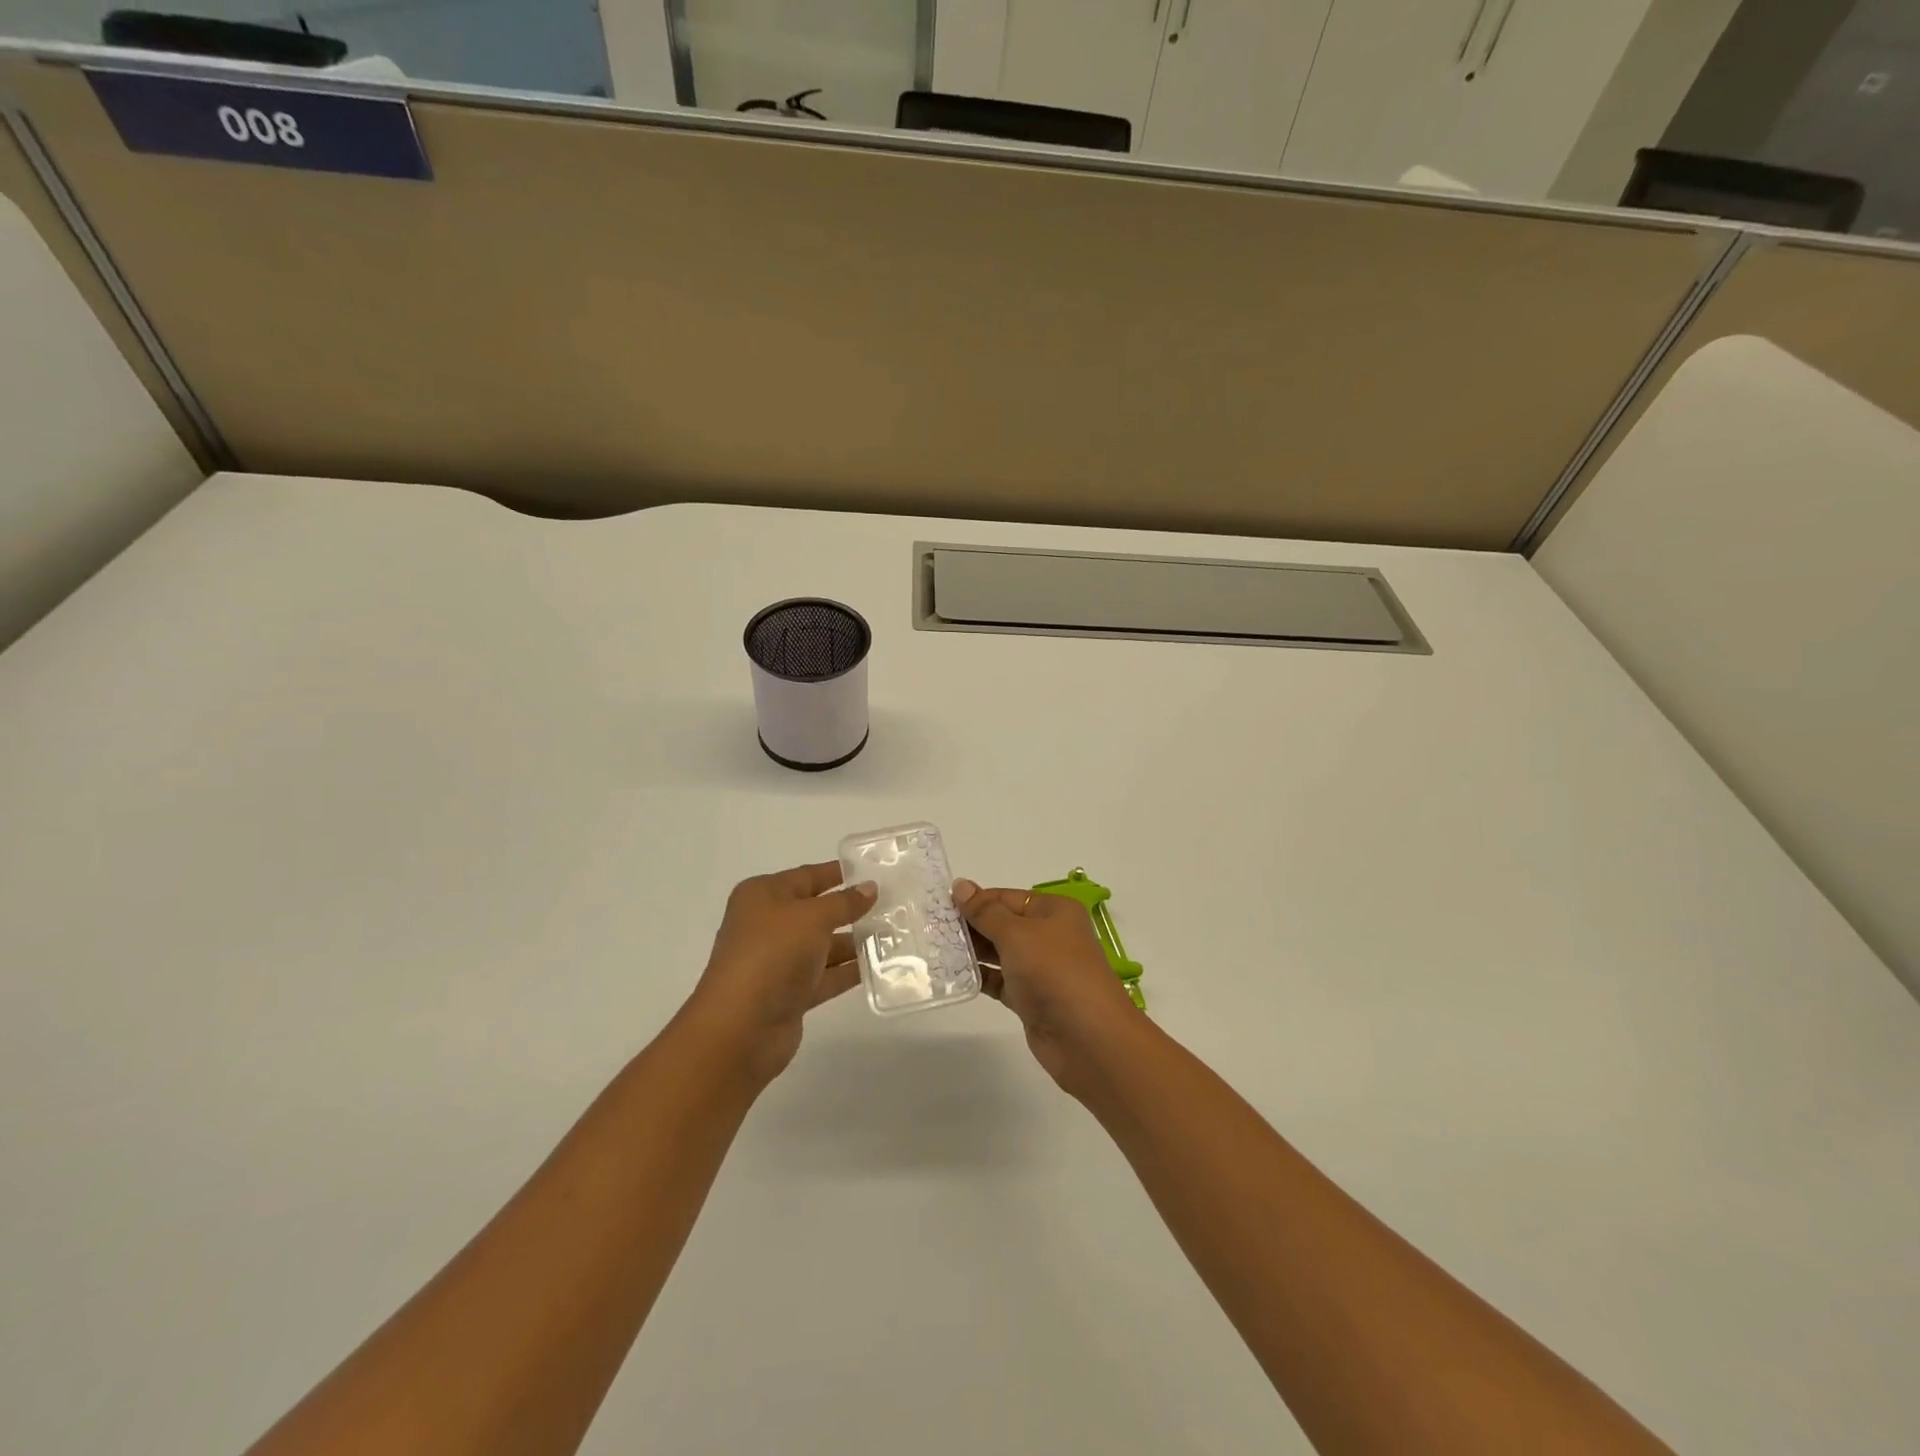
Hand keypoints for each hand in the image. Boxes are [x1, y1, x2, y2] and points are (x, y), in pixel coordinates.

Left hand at [687, 862, 876, 1083]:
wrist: (741, 1027)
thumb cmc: (772, 954)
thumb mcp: (813, 917)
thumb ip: (844, 902)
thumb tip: (869, 888)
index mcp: (763, 896)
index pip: (807, 876)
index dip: (838, 873)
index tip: (874, 871)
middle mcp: (767, 925)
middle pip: (816, 911)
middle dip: (851, 909)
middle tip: (893, 904)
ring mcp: (777, 961)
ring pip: (823, 945)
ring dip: (854, 942)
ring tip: (895, 934)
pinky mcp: (789, 994)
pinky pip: (825, 976)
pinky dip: (849, 971)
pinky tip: (880, 966)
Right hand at [952, 879, 1139, 1095]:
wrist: (1089, 1039)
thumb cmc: (1055, 972)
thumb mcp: (1018, 934)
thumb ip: (986, 912)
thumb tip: (961, 885)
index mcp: (1053, 911)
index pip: (1007, 897)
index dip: (976, 900)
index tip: (939, 904)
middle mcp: (1048, 936)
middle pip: (1002, 924)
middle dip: (970, 925)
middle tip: (928, 926)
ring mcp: (1040, 970)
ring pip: (999, 953)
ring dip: (971, 951)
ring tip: (932, 948)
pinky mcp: (1031, 999)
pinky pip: (999, 981)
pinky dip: (978, 977)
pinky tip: (950, 974)